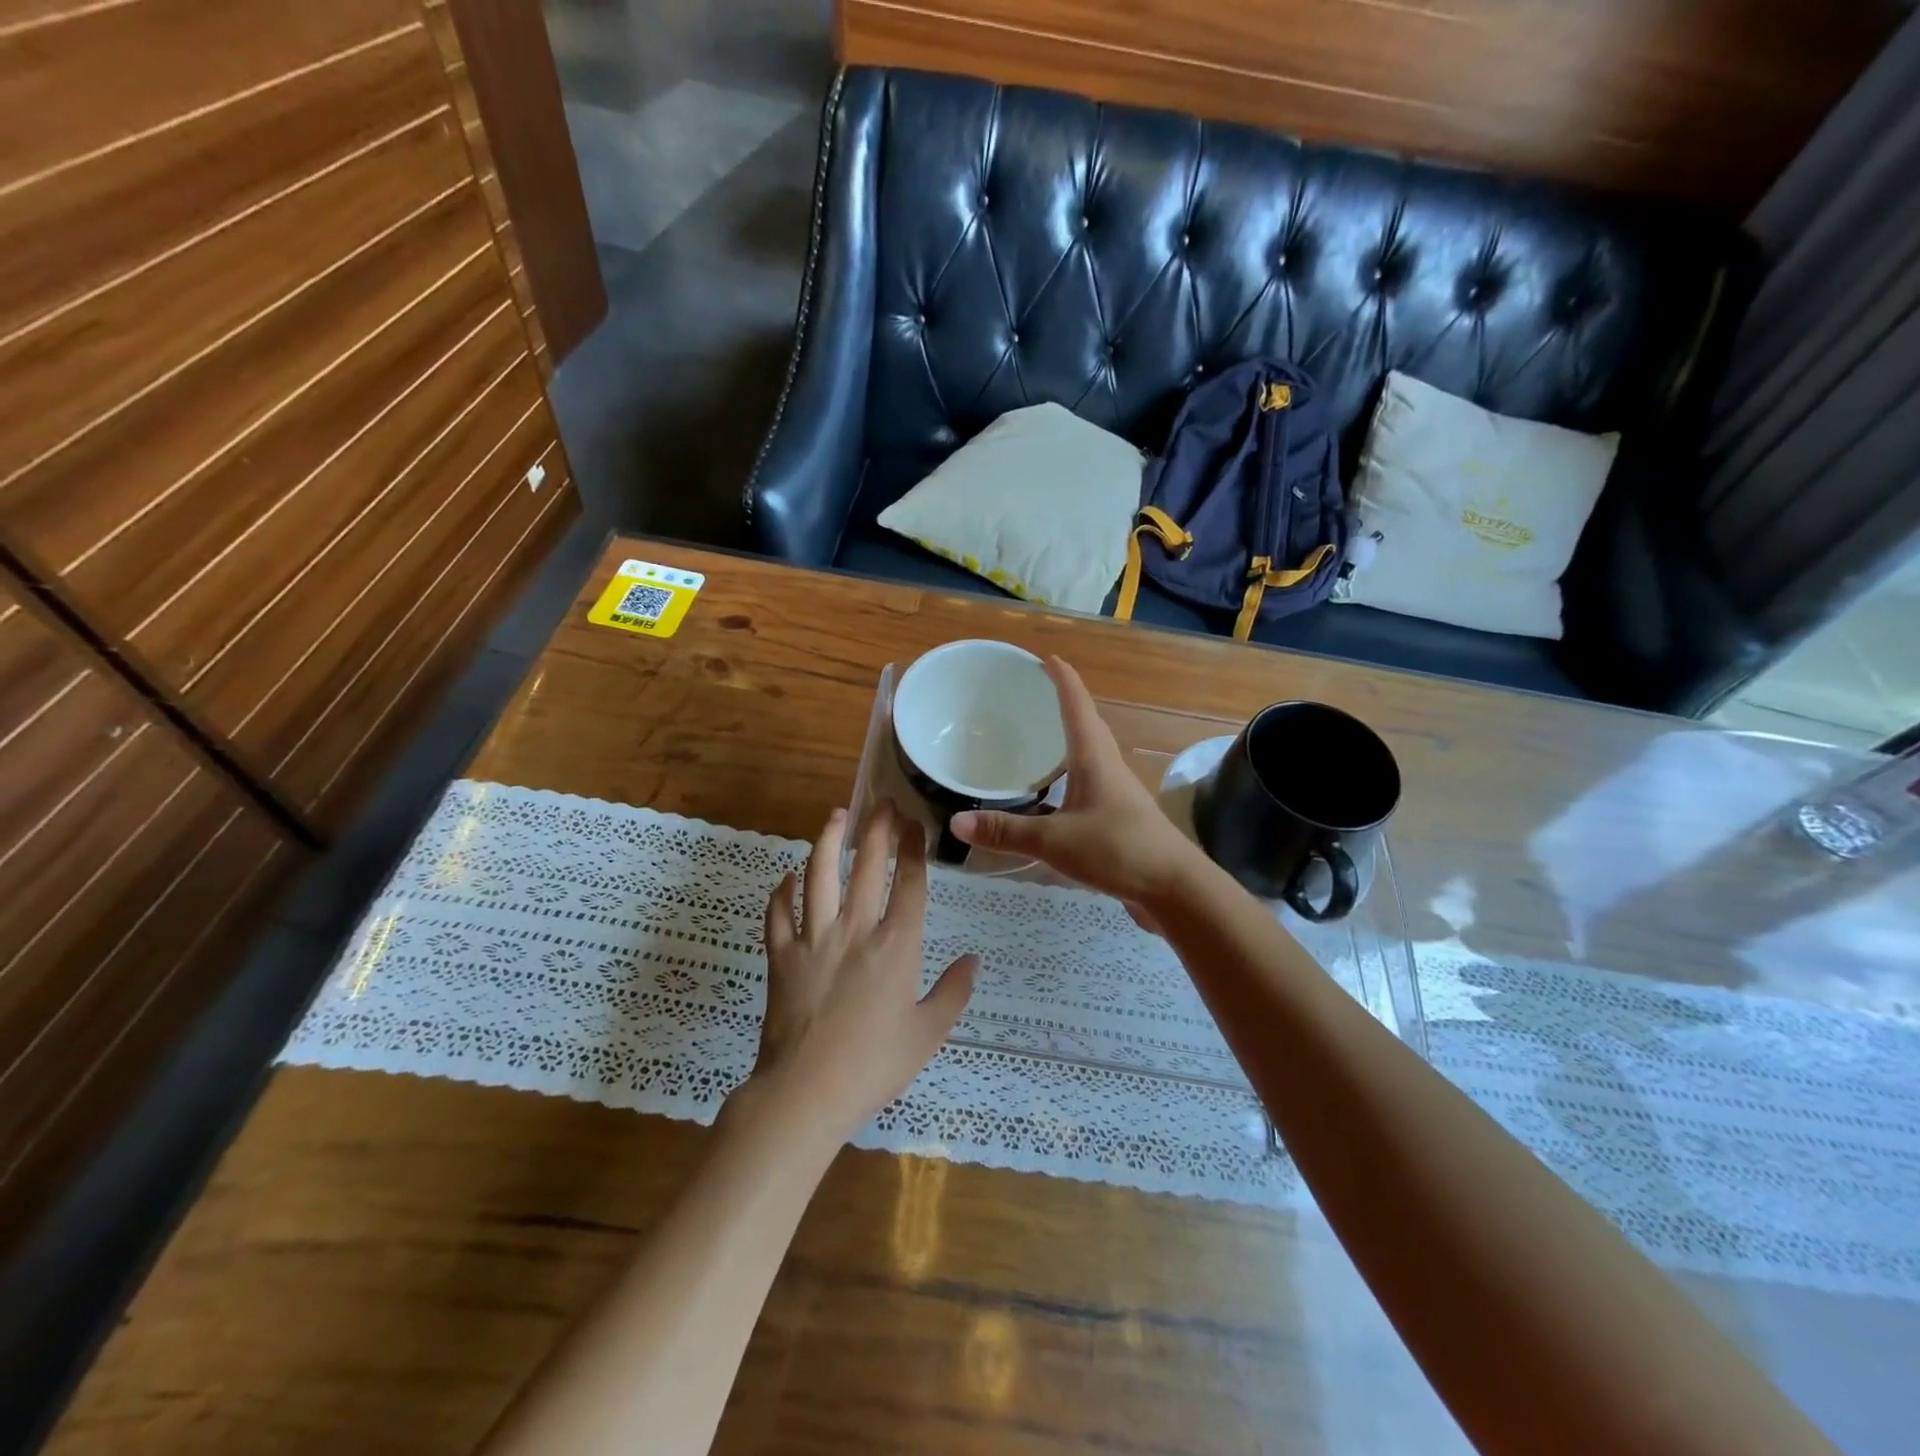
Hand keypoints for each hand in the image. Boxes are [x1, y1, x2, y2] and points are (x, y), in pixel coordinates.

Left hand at [746, 802, 976, 1141]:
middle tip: (882, 802)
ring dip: (828, 840)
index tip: (916, 824)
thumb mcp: (928, 1034)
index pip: (909, 883)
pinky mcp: (780, 955)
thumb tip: (973, 960)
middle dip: (877, 828)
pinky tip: (787, 876)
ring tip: (837, 814)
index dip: (914, 848)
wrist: (805, 1093)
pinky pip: (778, 913)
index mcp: (896, 946)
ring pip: (818, 875)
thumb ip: (953, 992)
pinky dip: (781, 891)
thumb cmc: (873, 1066)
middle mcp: (855, 930)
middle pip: (867, 866)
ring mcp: (813, 938)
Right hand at [950, 657, 1207, 912]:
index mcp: (1094, 758)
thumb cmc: (1118, 849)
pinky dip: (1068, 778)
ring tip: (1040, 740)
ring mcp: (1117, 794)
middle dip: (1064, 705)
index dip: (1063, 680)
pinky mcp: (1119, 818)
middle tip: (1036, 695)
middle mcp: (1108, 767)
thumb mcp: (1055, 840)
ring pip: (1089, 756)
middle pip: (1087, 725)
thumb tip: (956, 820)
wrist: (1174, 888)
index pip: (1077, 706)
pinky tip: (1051, 797)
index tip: (1048, 658)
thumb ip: (1006, 831)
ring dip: (1068, 742)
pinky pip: (1088, 785)